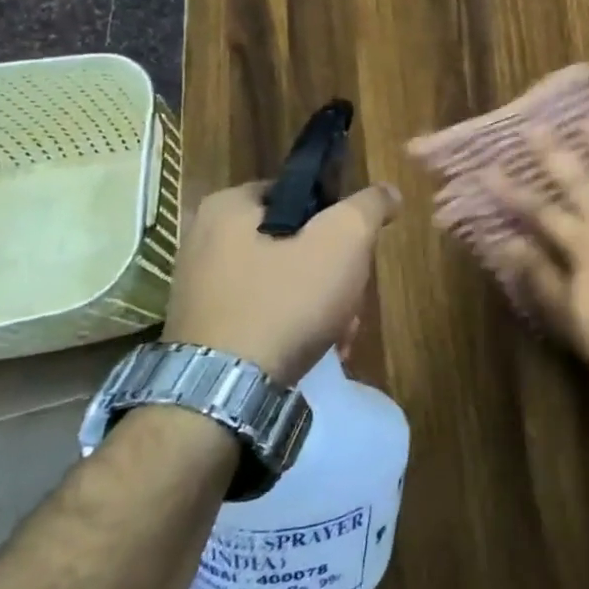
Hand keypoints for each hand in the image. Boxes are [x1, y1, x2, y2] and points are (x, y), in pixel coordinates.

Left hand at [163, 180, 401, 382]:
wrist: (224, 395)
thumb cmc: (285, 301)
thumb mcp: (343, 240)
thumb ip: (369, 206)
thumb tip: (388, 192)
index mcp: (227, 207)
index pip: (299, 193)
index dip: (337, 218)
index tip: (355, 250)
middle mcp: (203, 241)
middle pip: (295, 242)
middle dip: (333, 272)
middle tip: (351, 298)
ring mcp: (200, 289)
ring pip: (283, 281)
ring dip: (320, 304)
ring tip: (340, 334)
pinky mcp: (203, 330)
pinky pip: (262, 314)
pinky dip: (293, 327)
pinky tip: (317, 350)